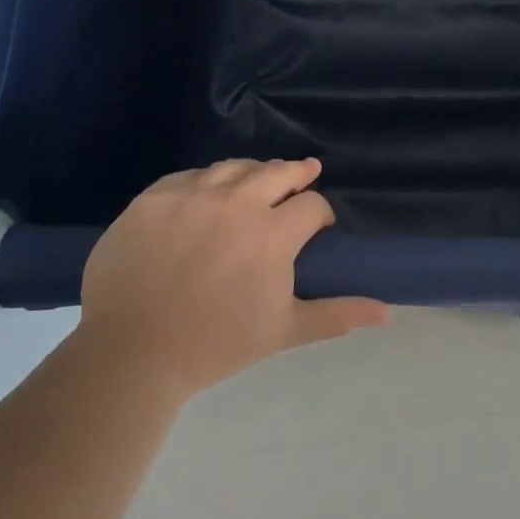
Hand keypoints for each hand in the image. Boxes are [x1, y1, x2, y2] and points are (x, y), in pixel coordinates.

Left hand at [75, 158, 389, 397]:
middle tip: (305, 173)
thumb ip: (337, 314)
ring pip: (234, 167)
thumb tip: (387, 312)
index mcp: (272, 233)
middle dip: (297, 173)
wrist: (132, 351)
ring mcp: (190, 195)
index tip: (319, 225)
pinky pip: (189, 176)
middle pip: (277, 171)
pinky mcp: (153, 198)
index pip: (311, 205)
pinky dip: (207, 180)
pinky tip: (208, 192)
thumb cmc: (216, 344)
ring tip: (259, 179)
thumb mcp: (284, 331)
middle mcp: (235, 202)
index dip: (321, 212)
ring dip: (254, 171)